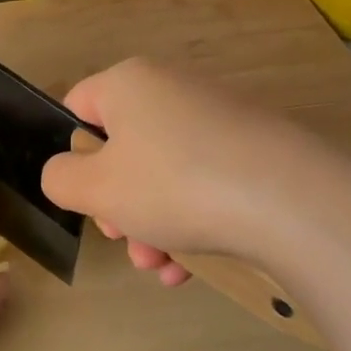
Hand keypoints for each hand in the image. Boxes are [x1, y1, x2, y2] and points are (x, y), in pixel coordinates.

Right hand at [42, 59, 291, 284]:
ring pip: (163, 174)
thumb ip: (60, 178)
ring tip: (160, 266)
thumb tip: (66, 173)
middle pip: (123, 149)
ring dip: (150, 225)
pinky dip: (190, 221)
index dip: (72, 155)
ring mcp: (218, 117)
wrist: (291, 200)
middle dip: (117, 205)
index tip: (85, 197)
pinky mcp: (254, 148)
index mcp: (129, 83)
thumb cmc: (174, 185)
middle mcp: (173, 89)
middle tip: (125, 240)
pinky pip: (203, 182)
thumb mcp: (95, 188)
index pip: (78, 108)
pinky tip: (189, 267)